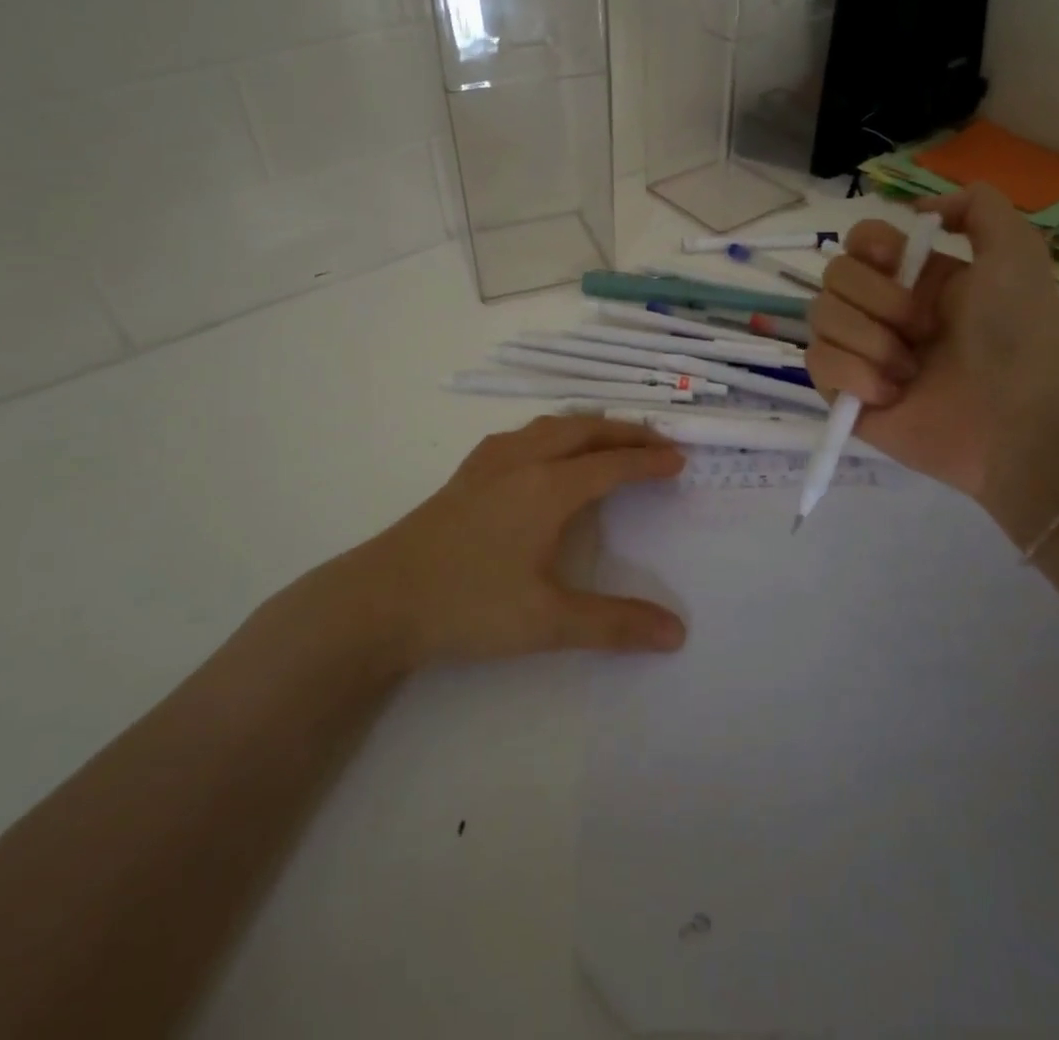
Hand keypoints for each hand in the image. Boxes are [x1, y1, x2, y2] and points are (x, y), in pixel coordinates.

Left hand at [332, 416, 688, 668]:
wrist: (379, 598)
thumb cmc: (468, 605)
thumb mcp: (547, 622)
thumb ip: (614, 625)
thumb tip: (677, 633)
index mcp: (548, 488)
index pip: (612, 464)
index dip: (649, 461)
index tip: (679, 459)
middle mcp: (523, 461)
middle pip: (584, 430)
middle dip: (624, 432)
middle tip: (655, 442)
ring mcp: (489, 462)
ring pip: (550, 425)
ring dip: (588, 426)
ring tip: (608, 438)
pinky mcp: (466, 473)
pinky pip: (522, 434)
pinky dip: (552, 432)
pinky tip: (543, 451)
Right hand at [805, 184, 1058, 543]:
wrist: (1013, 418)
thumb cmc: (1016, 335)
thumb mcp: (1017, 252)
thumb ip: (979, 206)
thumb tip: (921, 206)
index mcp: (913, 277)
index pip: (858, 240)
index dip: (869, 244)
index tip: (897, 260)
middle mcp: (880, 308)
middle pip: (833, 275)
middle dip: (878, 299)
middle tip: (922, 329)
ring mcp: (858, 350)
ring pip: (820, 317)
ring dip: (870, 341)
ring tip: (911, 370)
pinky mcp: (842, 391)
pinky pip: (818, 362)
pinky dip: (854, 375)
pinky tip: (890, 394)